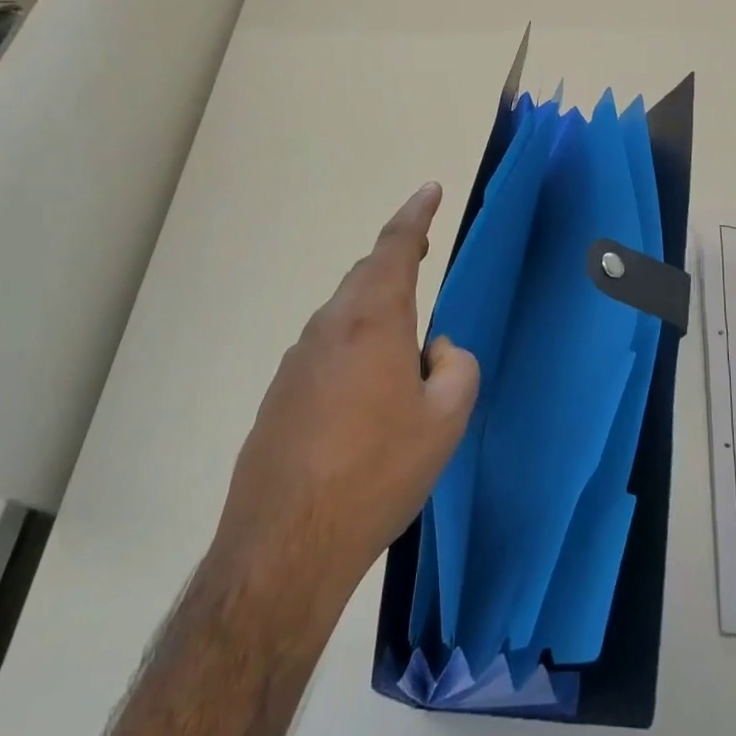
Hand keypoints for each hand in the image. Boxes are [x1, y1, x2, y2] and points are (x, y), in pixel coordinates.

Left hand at [211, 182, 479, 605]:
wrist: (286, 545)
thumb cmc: (378, 472)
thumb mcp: (445, 420)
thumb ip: (456, 367)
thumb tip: (436, 351)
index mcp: (373, 321)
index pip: (396, 247)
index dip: (416, 215)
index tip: (430, 189)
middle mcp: (329, 328)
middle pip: (365, 276)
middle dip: (396, 258)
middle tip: (423, 253)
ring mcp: (296, 361)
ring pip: (343, 314)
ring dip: (374, 308)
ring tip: (401, 336)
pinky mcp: (279, 396)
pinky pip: (324, 350)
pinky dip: (352, 346)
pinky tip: (364, 392)